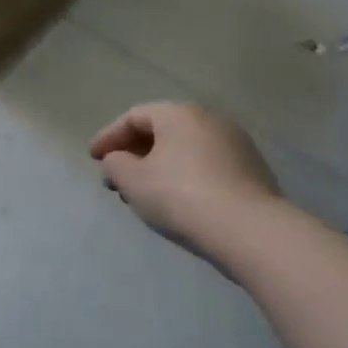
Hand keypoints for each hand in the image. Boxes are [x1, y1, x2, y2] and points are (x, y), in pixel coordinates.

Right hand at [89, 102, 280, 254]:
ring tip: (145, 194)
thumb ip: (115, 165)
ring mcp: (237, 146)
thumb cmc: (182, 196)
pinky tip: (178, 203)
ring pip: (185, 151)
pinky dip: (186, 179)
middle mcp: (210, 120)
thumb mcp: (132, 181)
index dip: (108, 137)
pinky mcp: (255, 173)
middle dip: (134, 154)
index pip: (133, 117)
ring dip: (160, 168)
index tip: (93, 159)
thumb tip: (117, 162)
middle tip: (117, 177)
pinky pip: (208, 168)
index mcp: (179, 113)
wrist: (253, 233)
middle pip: (161, 132)